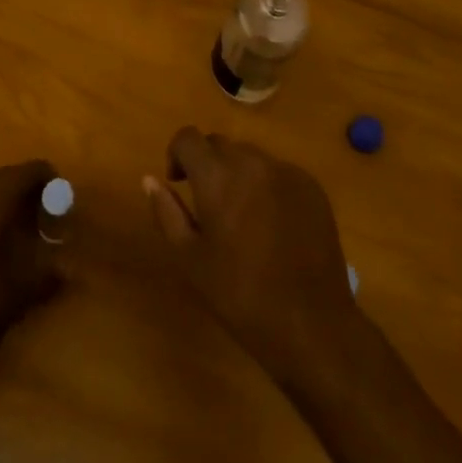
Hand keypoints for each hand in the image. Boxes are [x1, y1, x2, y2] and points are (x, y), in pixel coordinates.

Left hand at [0, 159, 64, 382]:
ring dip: (5, 194)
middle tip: (46, 208)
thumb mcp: (19, 293)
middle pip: (4, 175)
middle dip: (27, 185)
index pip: (25, 172)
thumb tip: (70, 266)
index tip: (63, 195)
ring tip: (22, 221)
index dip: (47, 177)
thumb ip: (48, 273)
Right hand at [143, 128, 361, 383]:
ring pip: (250, 156)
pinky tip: (274, 226)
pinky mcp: (311, 185)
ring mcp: (285, 170)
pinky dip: (268, 186)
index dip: (177, 154)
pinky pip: (278, 172)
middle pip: (219, 144)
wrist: (312, 325)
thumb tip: (150, 179)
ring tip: (243, 217)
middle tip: (210, 205)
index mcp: (217, 176)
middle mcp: (251, 161)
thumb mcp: (191, 261)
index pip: (188, 137)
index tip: (179, 183)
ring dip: (238, 174)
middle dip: (207, 164)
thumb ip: (167, 213)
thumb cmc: (241, 296)